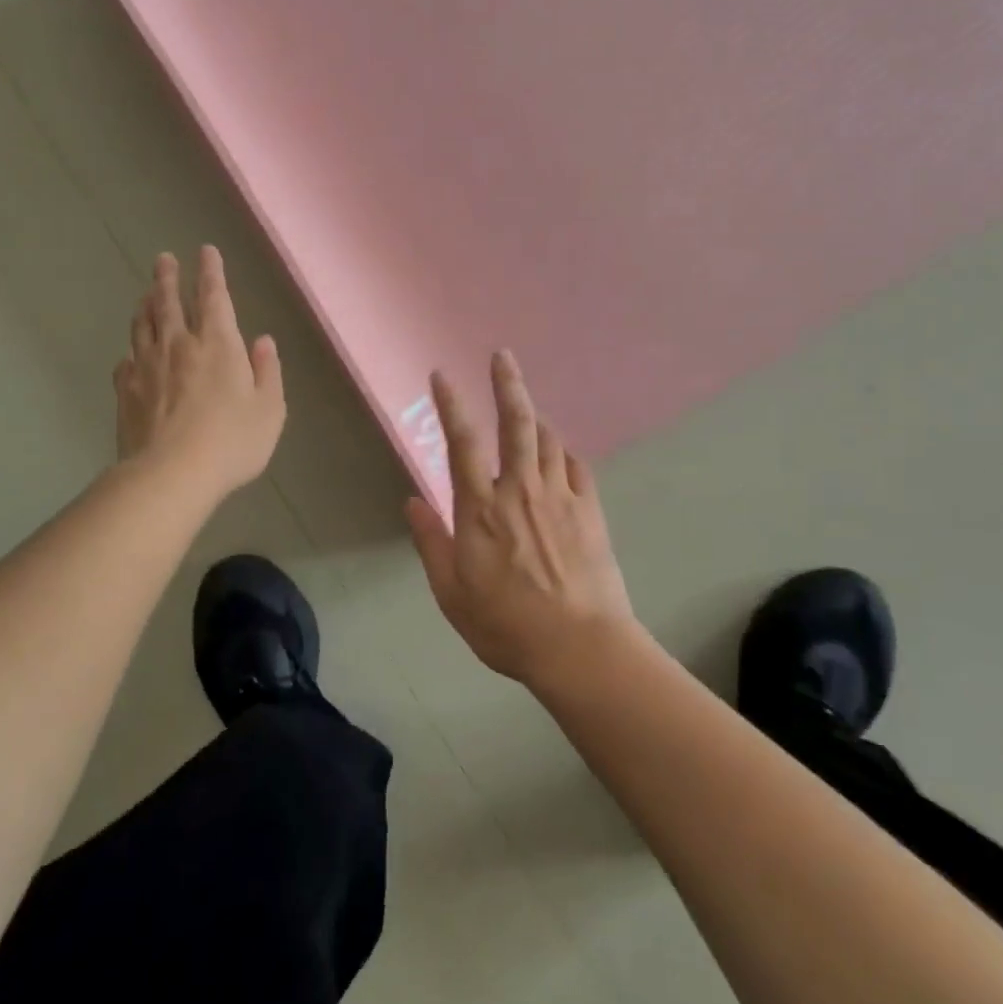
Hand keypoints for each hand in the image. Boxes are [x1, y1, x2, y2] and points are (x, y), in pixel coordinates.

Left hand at [114, 246, 285, 500]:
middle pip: (168, 302)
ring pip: (143, 326)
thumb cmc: (232, 441)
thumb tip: (262, 341)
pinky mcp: (126, 392)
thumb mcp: (269, 409)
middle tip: (163, 259)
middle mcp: (178, 345)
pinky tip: (131, 353)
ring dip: (146, 305)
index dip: (210, 272)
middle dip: (168, 278)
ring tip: (146, 294)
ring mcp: (146, 367)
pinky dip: (131, 350)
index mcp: (217, 344)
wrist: (171, 474)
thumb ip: (267, 371)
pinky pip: (126, 361)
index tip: (205, 251)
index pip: (213, 296)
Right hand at [405, 351, 638, 689]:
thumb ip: (432, 543)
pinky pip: (575, 465)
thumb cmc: (506, 625)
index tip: (442, 375)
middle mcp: (520, 490)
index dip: (450, 405)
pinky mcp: (589, 510)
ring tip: (526, 406)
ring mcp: (560, 497)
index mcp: (481, 509)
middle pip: (516, 424)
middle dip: (507, 384)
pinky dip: (562, 451)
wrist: (580, 647)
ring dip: (534, 416)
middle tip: (502, 355)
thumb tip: (413, 502)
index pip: (461, 443)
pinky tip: (558, 451)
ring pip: (547, 439)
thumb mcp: (452, 594)